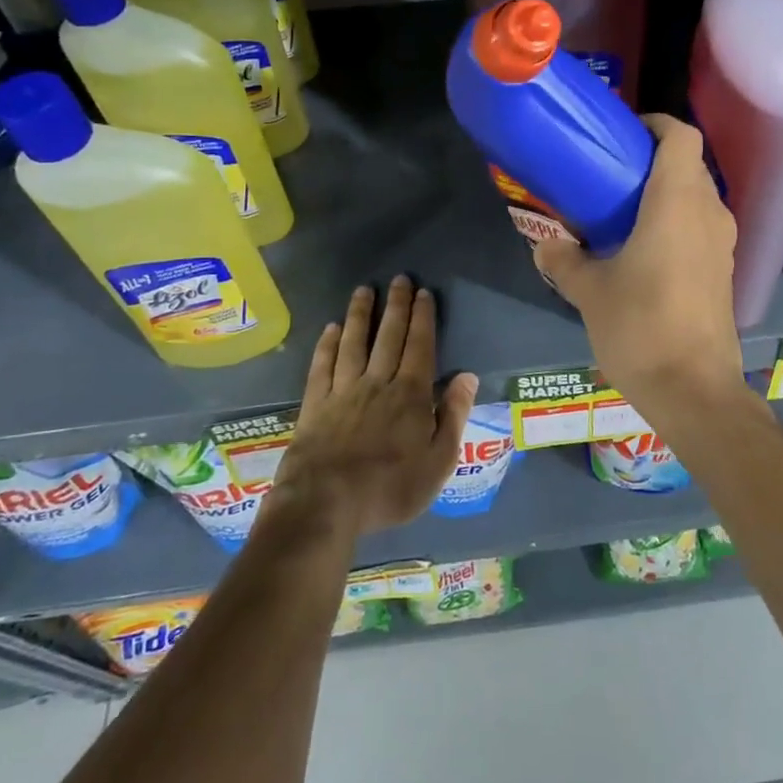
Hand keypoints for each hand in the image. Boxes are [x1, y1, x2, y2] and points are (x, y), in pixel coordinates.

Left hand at [267, 276, 477, 538]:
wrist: (326, 503)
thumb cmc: (390, 488)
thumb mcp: (438, 461)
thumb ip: (454, 416)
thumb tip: (467, 376)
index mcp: (411, 395)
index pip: (420, 346)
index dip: (423, 318)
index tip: (423, 293)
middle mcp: (378, 382)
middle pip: (389, 336)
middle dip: (396, 306)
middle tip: (399, 279)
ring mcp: (343, 391)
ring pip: (354, 343)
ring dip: (361, 314)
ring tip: (364, 290)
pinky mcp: (315, 404)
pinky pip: (322, 365)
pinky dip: (328, 344)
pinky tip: (331, 328)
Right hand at [534, 115, 744, 408]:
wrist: (695, 391)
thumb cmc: (641, 328)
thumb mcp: (590, 293)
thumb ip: (564, 262)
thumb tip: (545, 246)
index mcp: (677, 202)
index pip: (681, 136)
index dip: (655, 124)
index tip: (622, 134)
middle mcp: (709, 213)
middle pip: (689, 165)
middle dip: (653, 161)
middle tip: (610, 174)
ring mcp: (722, 244)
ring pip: (698, 197)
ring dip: (666, 194)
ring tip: (623, 211)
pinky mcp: (724, 271)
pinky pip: (701, 227)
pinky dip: (677, 222)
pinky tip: (644, 250)